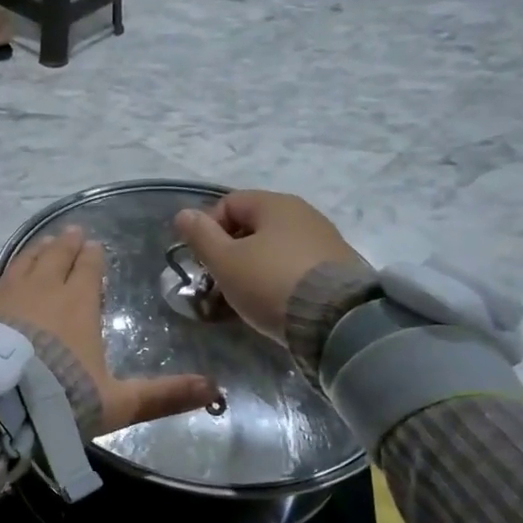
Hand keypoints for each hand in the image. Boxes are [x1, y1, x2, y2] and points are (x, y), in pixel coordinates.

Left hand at [0, 226, 212, 433]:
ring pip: (24, 262)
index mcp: (77, 304)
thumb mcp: (118, 403)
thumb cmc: (61, 399)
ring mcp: (4, 294)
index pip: (88, 270)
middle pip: (55, 257)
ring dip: (36, 251)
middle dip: (66, 244)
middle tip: (72, 233)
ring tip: (43, 245)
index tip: (94, 245)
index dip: (93, 257)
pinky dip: (2, 277)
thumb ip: (163, 395)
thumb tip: (215, 390)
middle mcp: (42, 290)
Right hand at [173, 192, 366, 344]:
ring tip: (245, 295)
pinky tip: (275, 301)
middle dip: (231, 250)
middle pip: (254, 225)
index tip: (201, 260)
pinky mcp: (338, 267)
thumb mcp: (225, 261)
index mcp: (274, 204)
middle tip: (219, 280)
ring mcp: (325, 239)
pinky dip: (279, 278)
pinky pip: (296, 265)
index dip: (207, 228)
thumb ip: (201, 236)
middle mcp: (303, 213)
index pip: (229, 203)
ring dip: (254, 266)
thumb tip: (184, 213)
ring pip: (275, 247)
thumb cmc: (271, 283)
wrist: (338, 319)